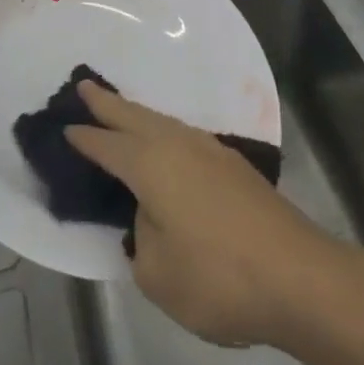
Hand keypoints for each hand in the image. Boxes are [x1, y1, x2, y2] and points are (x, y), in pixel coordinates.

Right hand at [64, 81, 348, 348]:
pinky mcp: (235, 167)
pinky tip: (166, 144)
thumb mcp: (157, 272)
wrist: (300, 277)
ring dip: (138, 115)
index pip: (107, 146)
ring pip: (164, 123)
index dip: (84, 138)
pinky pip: (185, 137)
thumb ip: (141, 237)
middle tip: (84, 86)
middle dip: (108, 103)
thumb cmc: (218, 278)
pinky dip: (164, 132)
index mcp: (152, 165)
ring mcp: (212, 152)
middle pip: (135, 117)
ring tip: (120, 111)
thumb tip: (150, 216)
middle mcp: (180, 146)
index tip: (63, 128)